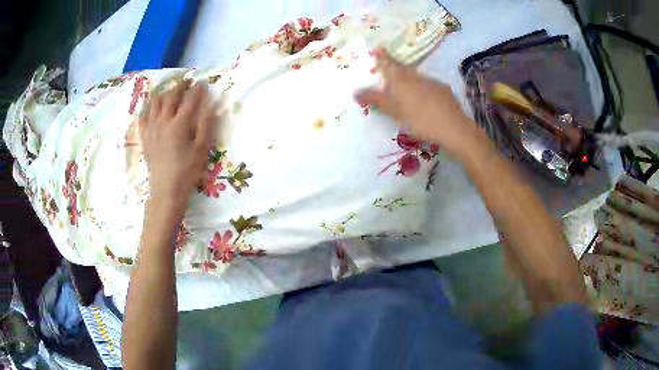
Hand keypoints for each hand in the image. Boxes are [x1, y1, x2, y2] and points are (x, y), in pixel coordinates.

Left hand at [139, 81, 218, 212]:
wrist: (166, 189)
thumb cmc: (187, 170)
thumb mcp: (201, 149)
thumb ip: (205, 125)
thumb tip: (211, 106)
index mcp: (179, 124)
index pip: (190, 100)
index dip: (197, 90)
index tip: (202, 83)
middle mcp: (163, 121)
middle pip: (171, 97)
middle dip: (180, 87)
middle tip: (186, 83)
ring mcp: (151, 128)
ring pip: (155, 102)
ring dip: (163, 93)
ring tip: (169, 92)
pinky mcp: (145, 136)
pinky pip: (143, 116)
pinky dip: (148, 107)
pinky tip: (152, 107)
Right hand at [355, 49, 478, 158]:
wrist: (451, 127)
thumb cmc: (418, 120)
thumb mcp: (394, 112)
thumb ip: (376, 100)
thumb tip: (355, 91)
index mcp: (400, 81)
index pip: (388, 66)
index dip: (382, 58)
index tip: (378, 48)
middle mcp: (415, 77)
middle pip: (402, 69)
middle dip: (395, 66)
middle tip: (390, 65)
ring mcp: (431, 82)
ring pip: (416, 77)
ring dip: (410, 78)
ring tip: (407, 87)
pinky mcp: (444, 89)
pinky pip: (429, 85)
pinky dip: (424, 88)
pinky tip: (426, 99)